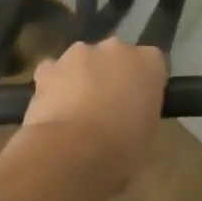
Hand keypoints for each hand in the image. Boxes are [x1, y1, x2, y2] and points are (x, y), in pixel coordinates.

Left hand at [18, 39, 167, 191]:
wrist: (74, 153)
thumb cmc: (121, 151)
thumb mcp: (147, 136)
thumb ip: (141, 113)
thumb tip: (129, 118)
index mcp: (150, 62)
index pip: (152, 64)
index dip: (143, 85)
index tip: (137, 107)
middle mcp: (117, 47)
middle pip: (115, 56)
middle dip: (110, 76)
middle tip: (106, 110)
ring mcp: (81, 53)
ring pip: (82, 61)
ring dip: (81, 79)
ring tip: (74, 115)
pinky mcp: (49, 67)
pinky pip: (52, 72)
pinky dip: (52, 87)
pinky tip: (51, 112)